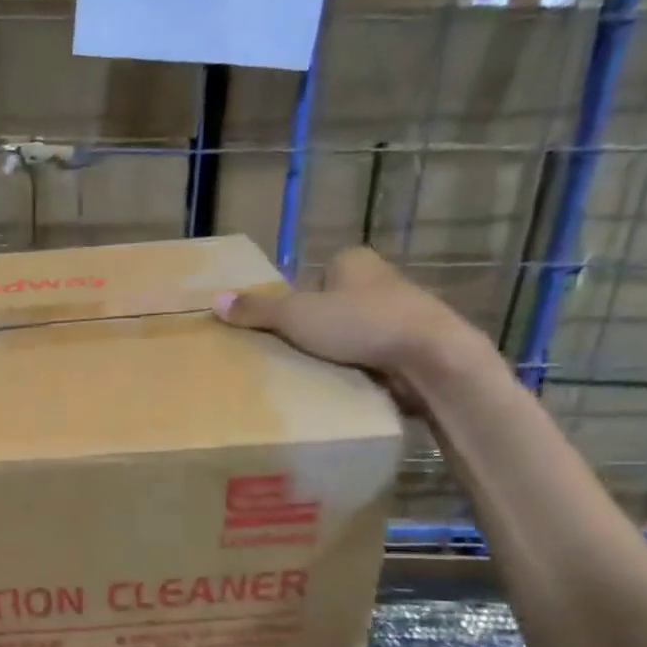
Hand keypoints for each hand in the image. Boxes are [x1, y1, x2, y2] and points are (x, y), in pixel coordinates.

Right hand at [214, 248, 492, 409]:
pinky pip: (374, 354)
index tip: (284, 331)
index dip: (295, 304)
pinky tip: (348, 385)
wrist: (431, 357)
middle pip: (332, 306)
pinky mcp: (412, 344)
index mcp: (354, 262)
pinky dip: (361, 367)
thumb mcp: (297, 315)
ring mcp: (401, 312)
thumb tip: (215, 300)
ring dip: (339, 351)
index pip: (312, 278)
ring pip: (354, 332)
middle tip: (294, 355)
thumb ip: (257, 310)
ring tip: (318, 374)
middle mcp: (380, 280)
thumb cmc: (361, 324)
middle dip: (316, 330)